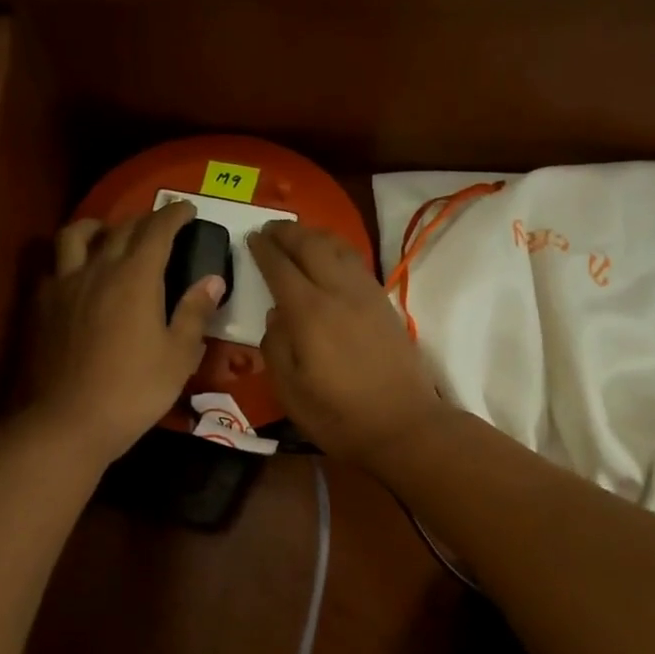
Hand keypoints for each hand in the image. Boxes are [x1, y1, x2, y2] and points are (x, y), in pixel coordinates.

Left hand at [24, 201, 225, 466]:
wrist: (70, 420)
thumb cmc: (135, 390)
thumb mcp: (178, 355)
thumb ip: (194, 312)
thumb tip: (212, 279)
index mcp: (136, 277)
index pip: (158, 230)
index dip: (175, 215)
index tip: (188, 209)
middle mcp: (98, 269)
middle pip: (121, 228)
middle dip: (145, 220)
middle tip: (161, 225)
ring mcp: (65, 285)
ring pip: (76, 235)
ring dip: (97, 226)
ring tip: (109, 234)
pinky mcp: (42, 306)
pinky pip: (55, 267)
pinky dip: (71, 260)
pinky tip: (78, 276)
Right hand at [249, 221, 450, 466]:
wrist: (404, 425)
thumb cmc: (339, 416)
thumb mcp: (291, 392)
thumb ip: (276, 347)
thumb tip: (275, 315)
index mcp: (309, 314)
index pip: (280, 268)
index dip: (263, 250)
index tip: (250, 237)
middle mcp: (338, 293)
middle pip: (311, 246)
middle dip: (287, 232)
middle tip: (269, 228)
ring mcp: (366, 295)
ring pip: (338, 248)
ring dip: (315, 235)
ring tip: (298, 235)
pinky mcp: (384, 304)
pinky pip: (356, 262)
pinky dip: (338, 249)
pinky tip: (331, 256)